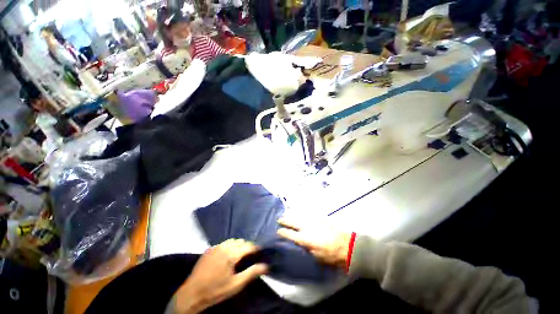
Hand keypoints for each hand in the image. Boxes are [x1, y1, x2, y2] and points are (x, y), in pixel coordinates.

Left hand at [174, 239, 267, 313]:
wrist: (192, 294)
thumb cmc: (216, 290)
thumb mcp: (236, 284)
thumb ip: (251, 273)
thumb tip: (266, 266)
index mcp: (231, 254)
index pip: (248, 246)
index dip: (255, 248)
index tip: (260, 251)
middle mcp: (224, 246)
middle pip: (240, 242)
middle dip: (246, 246)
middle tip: (250, 255)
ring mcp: (215, 247)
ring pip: (232, 241)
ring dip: (238, 245)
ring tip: (240, 255)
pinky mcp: (209, 249)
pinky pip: (223, 244)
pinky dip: (229, 246)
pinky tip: (227, 256)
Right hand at [277, 218, 351, 269]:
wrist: (347, 245)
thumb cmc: (331, 255)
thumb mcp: (316, 257)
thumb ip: (307, 248)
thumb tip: (301, 243)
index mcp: (304, 239)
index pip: (290, 234)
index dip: (283, 232)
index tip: (278, 231)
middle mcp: (307, 228)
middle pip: (293, 222)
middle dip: (285, 220)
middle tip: (279, 219)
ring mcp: (313, 221)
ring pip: (300, 216)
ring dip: (293, 216)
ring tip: (288, 215)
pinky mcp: (320, 218)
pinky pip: (309, 215)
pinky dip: (304, 215)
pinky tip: (302, 215)